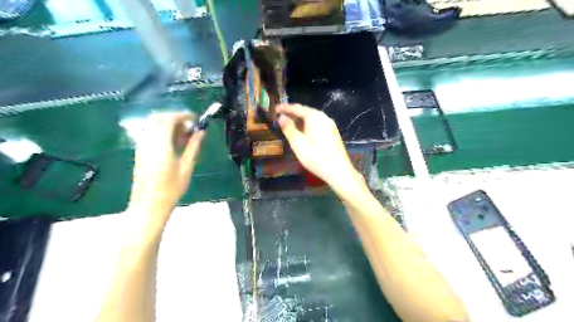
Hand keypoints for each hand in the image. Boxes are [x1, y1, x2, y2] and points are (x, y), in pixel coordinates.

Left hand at [129, 112, 204, 218]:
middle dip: (175, 118)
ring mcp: (141, 146)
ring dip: (169, 124)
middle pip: (159, 118)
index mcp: (161, 145)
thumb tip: (201, 131)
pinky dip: (162, 132)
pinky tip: (174, 144)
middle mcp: (148, 142)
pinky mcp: (140, 151)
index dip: (183, 115)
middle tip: (190, 127)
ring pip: (153, 125)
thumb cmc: (171, 189)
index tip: (196, 119)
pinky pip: (150, 133)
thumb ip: (193, 146)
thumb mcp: (186, 167)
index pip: (169, 120)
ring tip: (184, 136)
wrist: (148, 205)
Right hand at [276, 103, 364, 192]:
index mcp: (314, 117)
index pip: (297, 108)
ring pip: (312, 119)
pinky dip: (307, 125)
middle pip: (305, 111)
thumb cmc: (315, 157)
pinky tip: (302, 132)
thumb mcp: (297, 143)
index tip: (275, 108)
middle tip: (280, 117)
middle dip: (292, 113)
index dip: (285, 108)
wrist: (338, 171)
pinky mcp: (333, 133)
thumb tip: (281, 117)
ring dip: (300, 120)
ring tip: (289, 124)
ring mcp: (330, 125)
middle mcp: (324, 117)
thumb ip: (288, 128)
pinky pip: (317, 124)